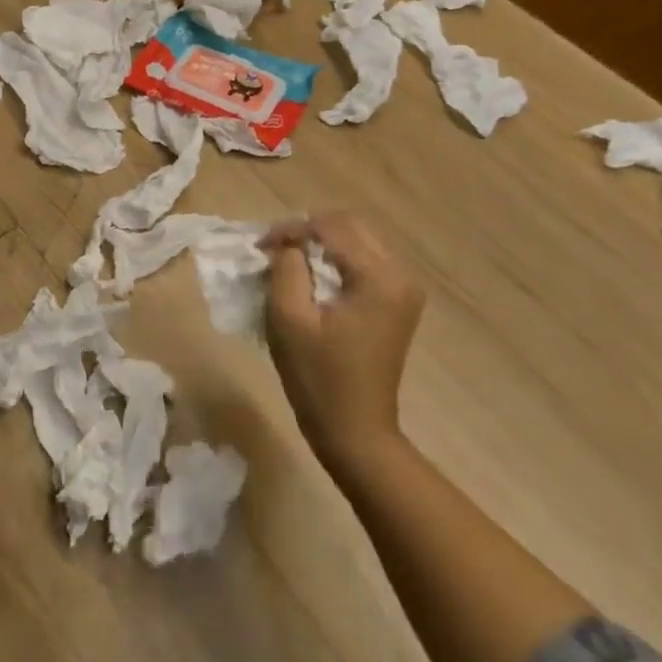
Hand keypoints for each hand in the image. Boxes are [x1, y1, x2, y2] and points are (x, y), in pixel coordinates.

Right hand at [261, 213, 424, 474]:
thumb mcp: (289, 319)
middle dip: (307, 232)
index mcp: (380, 277)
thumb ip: (287, 268)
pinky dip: (333, 263)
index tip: (258, 245)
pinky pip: (363, 264)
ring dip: (319, 246)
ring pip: (356, 243)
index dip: (291, 229)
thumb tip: (289, 245)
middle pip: (349, 228)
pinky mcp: (396, 303)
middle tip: (270, 249)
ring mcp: (403, 290)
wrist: (356, 433)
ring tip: (285, 261)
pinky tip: (308, 278)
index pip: (332, 228)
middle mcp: (400, 275)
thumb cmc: (319, 379)